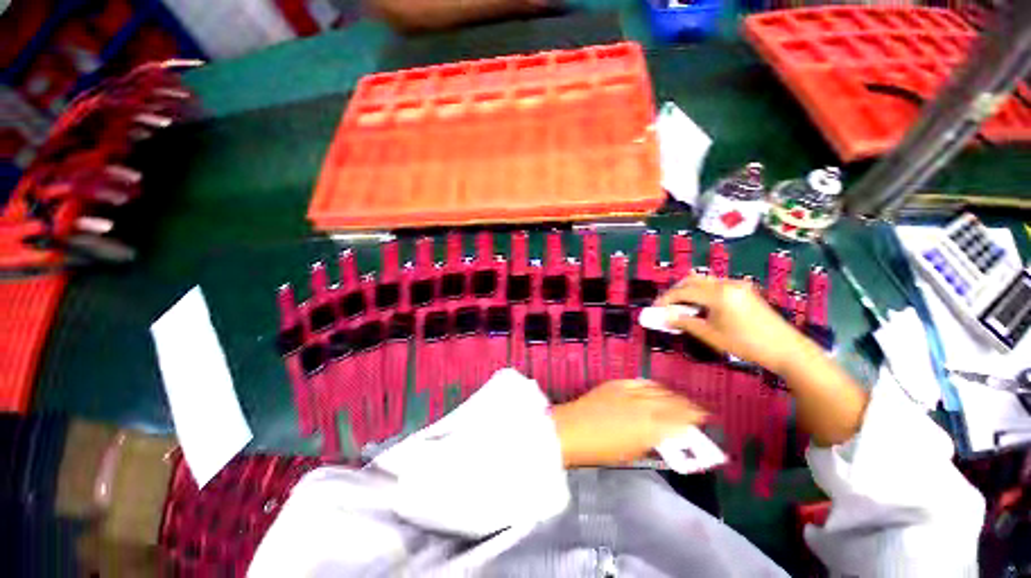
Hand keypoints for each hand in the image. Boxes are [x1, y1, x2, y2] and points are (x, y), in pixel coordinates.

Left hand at [551, 380, 707, 466]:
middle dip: (688, 405)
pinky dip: (652, 386)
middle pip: (673, 401)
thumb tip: (667, 434)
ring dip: (672, 394)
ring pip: (659, 389)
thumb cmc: (601, 450)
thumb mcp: (633, 452)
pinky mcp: (617, 383)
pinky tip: (656, 388)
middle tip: (696, 410)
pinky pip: (640, 382)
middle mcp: (644, 405)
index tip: (704, 419)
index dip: (695, 418)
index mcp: (651, 427)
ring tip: (679, 399)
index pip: (682, 419)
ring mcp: (629, 391)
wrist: (571, 430)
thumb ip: (654, 441)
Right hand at [655, 276, 814, 374]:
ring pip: (703, 281)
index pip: (683, 291)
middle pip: (691, 280)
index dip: (665, 299)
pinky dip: (701, 292)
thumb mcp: (711, 335)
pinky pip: (715, 285)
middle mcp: (726, 284)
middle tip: (665, 306)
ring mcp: (737, 285)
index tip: (654, 309)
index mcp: (718, 294)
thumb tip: (664, 318)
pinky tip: (700, 305)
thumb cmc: (747, 344)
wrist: (787, 349)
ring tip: (680, 307)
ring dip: (688, 290)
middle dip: (675, 292)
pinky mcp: (743, 289)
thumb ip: (685, 323)